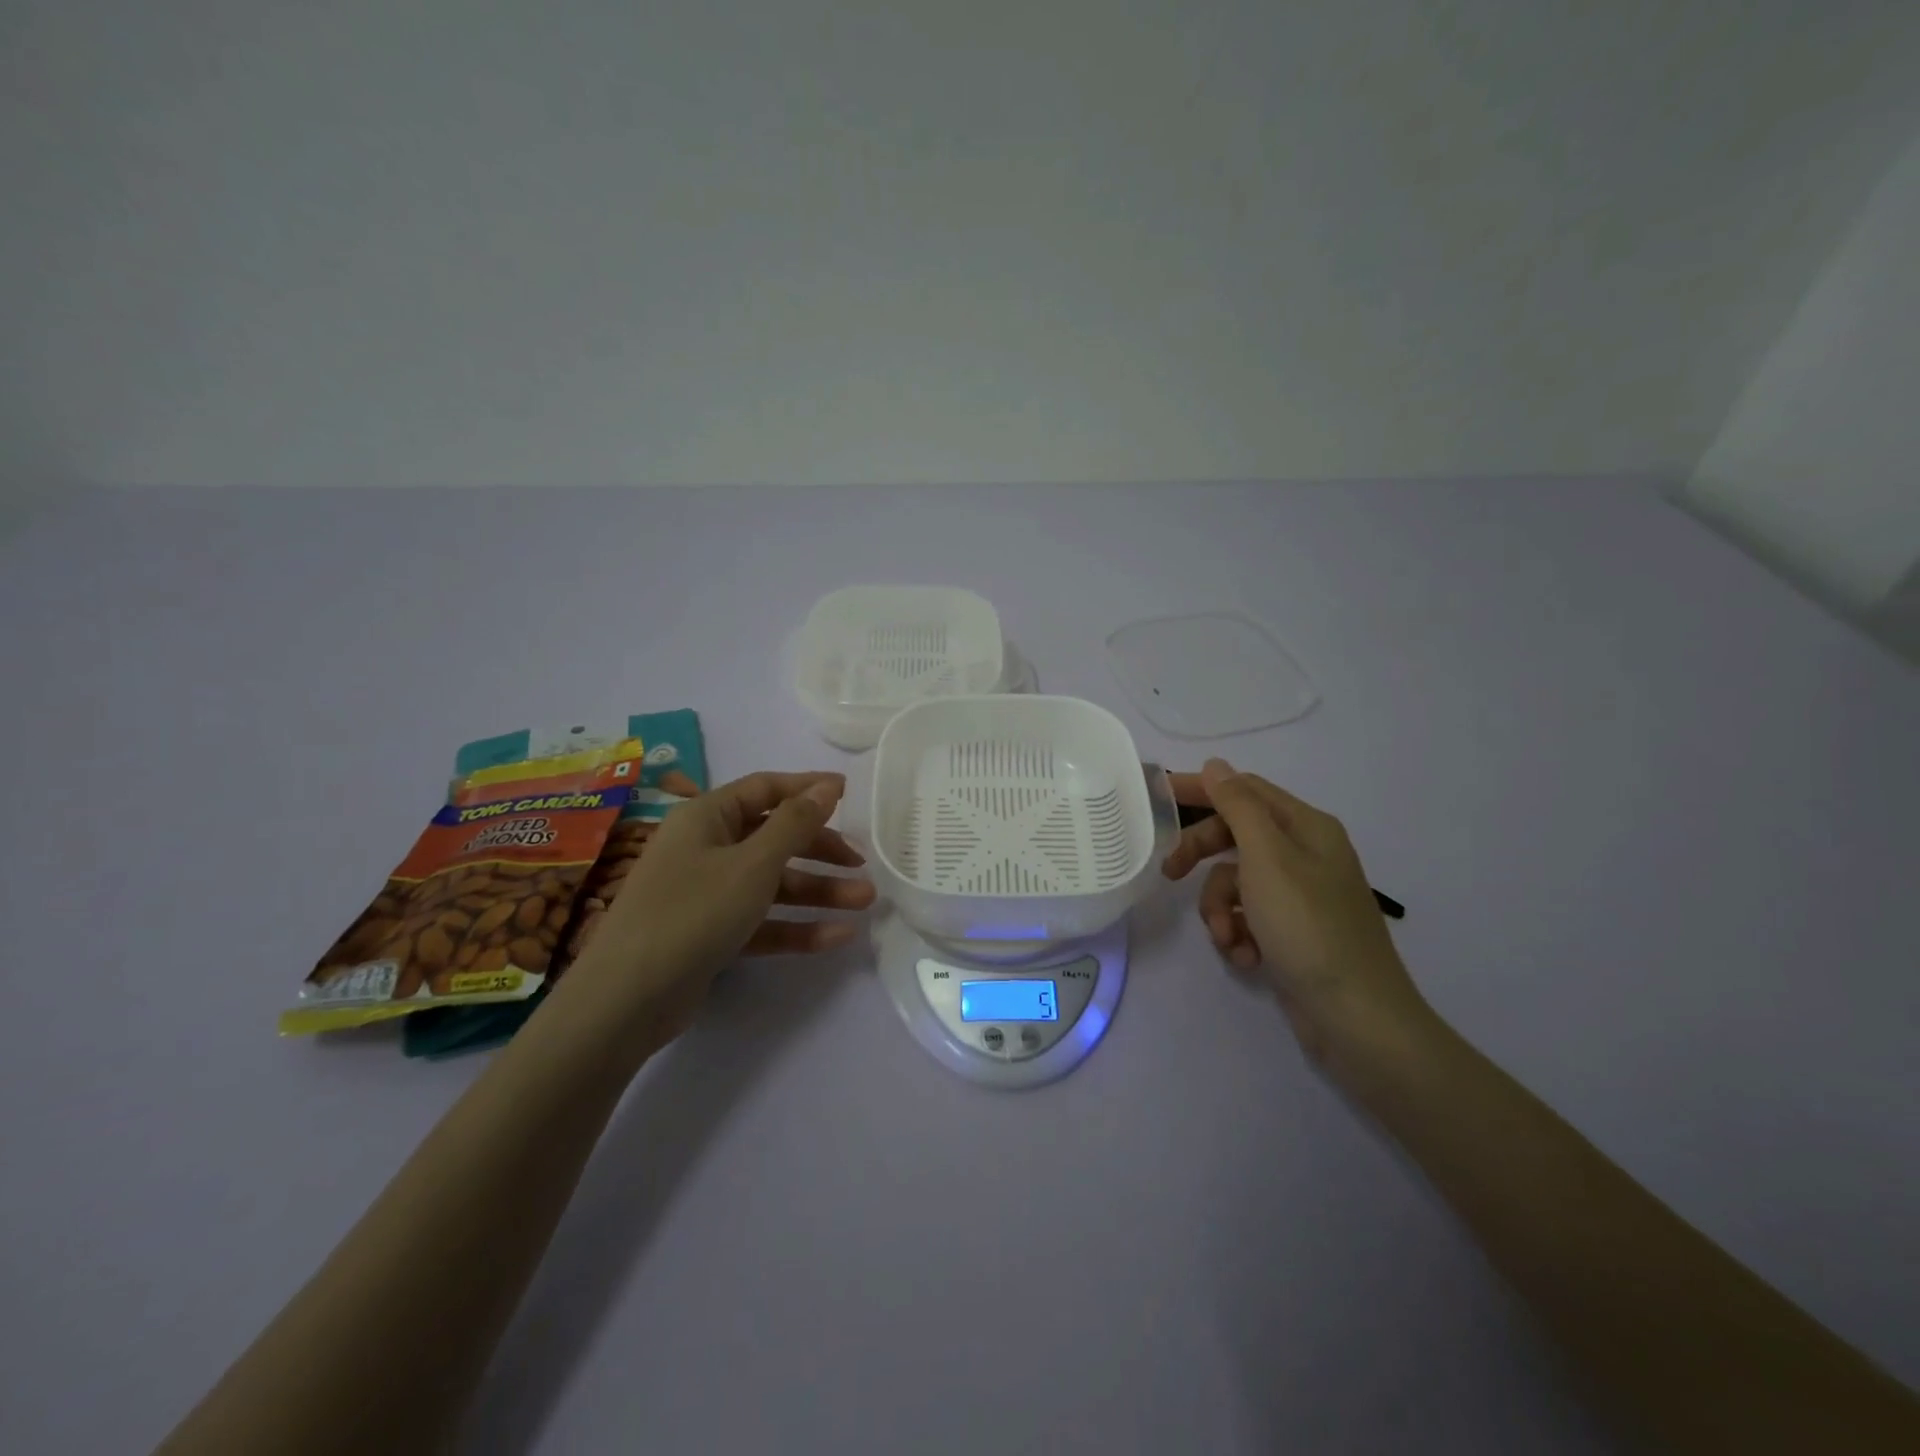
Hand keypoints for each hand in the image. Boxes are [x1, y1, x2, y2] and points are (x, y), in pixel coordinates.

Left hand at [559, 771, 875, 1044]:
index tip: (850, 794)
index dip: (808, 789)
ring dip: (818, 891)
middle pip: (774, 838)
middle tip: (862, 863)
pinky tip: (838, 936)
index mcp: (707, 816)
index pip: (766, 789)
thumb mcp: (754, 863)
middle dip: (821, 850)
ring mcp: (706, 893)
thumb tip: (828, 785)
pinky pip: (761, 921)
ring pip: (772, 883)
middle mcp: (706, 848)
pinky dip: (796, 926)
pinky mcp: (711, 934)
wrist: (626, 1001)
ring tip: (865, 901)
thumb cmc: (693, 912)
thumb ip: (796, 823)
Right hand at [1162, 759, 1431, 1066]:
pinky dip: (1239, 934)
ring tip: (1228, 939)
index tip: (1157, 796)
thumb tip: (1215, 765)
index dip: (1201, 789)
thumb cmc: (1308, 926)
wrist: (1356, 1018)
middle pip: (1235, 837)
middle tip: (1170, 873)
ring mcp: (1299, 895)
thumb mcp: (1267, 857)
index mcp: (1305, 827)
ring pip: (1235, 882)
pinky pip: (1248, 917)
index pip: (1244, 790)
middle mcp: (1304, 854)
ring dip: (1219, 909)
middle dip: (1202, 857)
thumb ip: (1238, 806)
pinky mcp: (1292, 932)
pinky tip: (1246, 958)